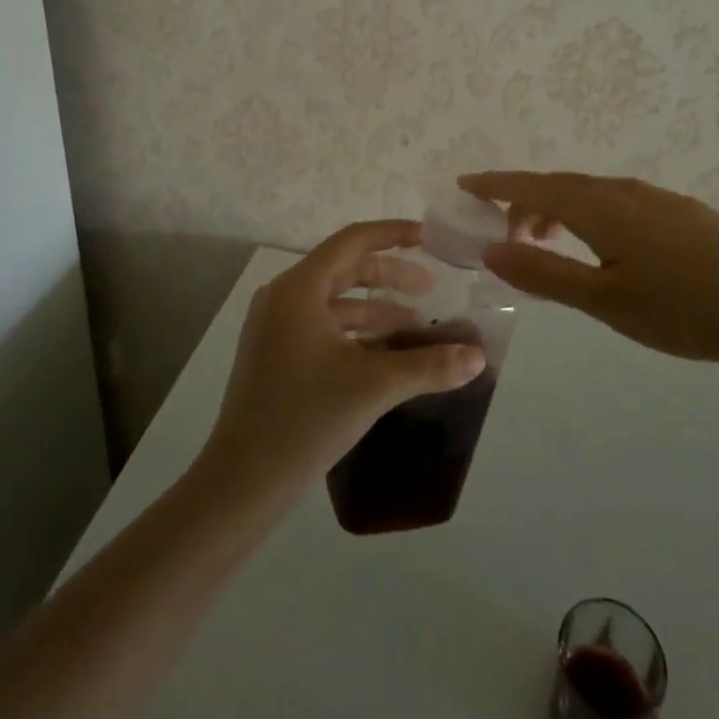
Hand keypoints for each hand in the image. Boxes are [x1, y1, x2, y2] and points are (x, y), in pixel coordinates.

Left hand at [200, 220, 487, 494]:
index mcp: (299, 288)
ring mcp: (273, 327)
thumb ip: (429, 366)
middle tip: (429, 289)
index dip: (393, 235)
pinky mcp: (273, 354)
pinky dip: (355, 331)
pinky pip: (321, 325)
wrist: (241, 483)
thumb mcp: (374, 386)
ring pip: (333, 300)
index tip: (429, 238)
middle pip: (343, 268)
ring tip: (415, 325)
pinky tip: (384, 354)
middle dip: (389, 275)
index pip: (352, 241)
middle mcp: (282, 297)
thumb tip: (478, 356)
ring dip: (375, 307)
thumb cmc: (305, 419)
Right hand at [461, 172, 718, 372]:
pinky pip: (618, 200)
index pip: (533, 186)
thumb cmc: (682, 310)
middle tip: (505, 234)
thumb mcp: (604, 300)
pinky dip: (591, 214)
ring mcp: (656, 197)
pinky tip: (605, 246)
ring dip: (560, 209)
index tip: (464, 183)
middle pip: (560, 185)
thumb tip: (491, 248)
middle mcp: (624, 190)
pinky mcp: (681, 211)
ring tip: (550, 242)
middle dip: (525, 202)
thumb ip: (545, 273)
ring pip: (591, 192)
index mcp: (600, 207)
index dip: (496, 184)